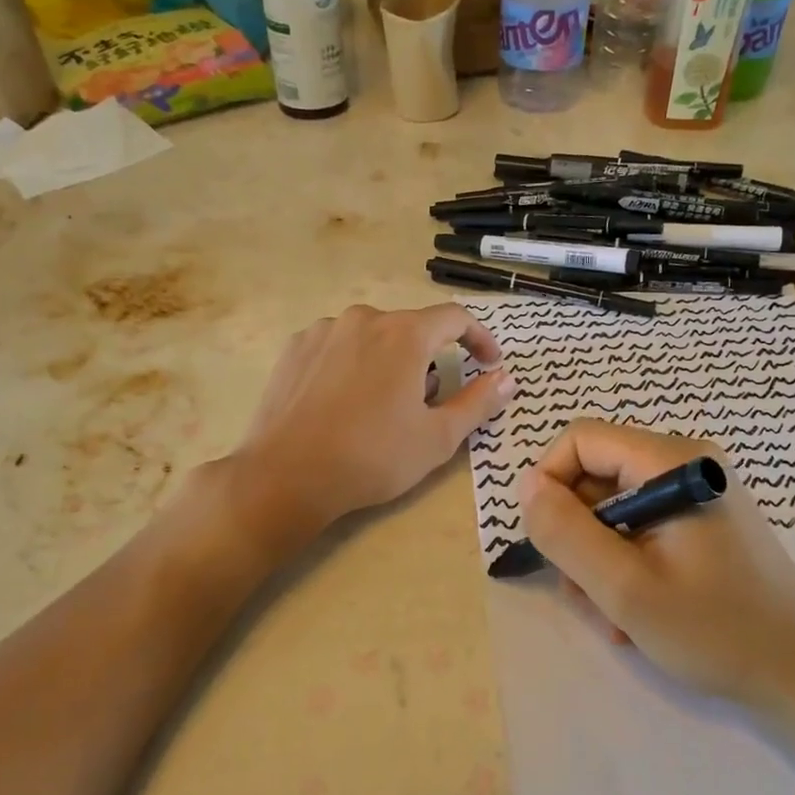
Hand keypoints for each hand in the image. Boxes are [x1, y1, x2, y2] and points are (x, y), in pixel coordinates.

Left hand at [231, 304, 513, 533]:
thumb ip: (478, 402)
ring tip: (379, 409)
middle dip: (427, 362)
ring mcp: (323, 331)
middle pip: (411, 330)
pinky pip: (338, 347)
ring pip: (372, 338)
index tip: (488, 362)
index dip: (479, 338)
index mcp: (404, 334)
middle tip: (424, 407)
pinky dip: (352, 366)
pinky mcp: (294, 348)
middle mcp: (364, 318)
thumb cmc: (372, 457)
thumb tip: (507, 378)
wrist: (286, 476)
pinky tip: (342, 405)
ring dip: (388, 363)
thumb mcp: (438, 437)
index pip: (455, 318)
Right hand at [518, 420, 794, 716]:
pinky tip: (638, 613)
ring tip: (617, 616)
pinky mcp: (702, 524)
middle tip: (588, 596)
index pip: (580, 439)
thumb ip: (565, 532)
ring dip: (598, 562)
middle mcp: (685, 464)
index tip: (546, 542)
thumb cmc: (717, 630)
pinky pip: (638, 530)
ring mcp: (696, 495)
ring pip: (611, 510)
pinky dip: (625, 567)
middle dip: (577, 537)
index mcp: (672, 461)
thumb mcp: (624, 587)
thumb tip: (526, 484)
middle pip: (594, 477)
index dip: (549, 483)